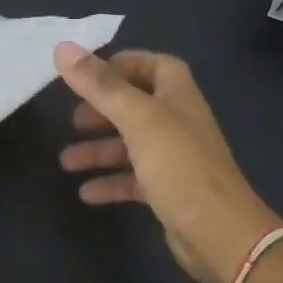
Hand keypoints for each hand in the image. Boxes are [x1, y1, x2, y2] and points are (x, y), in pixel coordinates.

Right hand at [54, 43, 282, 282]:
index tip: (86, 74)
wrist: (220, 234)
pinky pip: (133, 179)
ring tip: (66, 161)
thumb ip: (101, 85)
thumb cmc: (180, 167)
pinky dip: (110, 182)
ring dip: (98, 150)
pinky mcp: (169, 191)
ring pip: (130, 145)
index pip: (152, 65)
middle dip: (102, 110)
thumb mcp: (138, 119)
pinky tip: (86, 192)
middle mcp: (178, 122)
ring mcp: (175, 158)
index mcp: (177, 95)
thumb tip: (63, 48)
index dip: (121, 65)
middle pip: (136, 105)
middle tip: (73, 119)